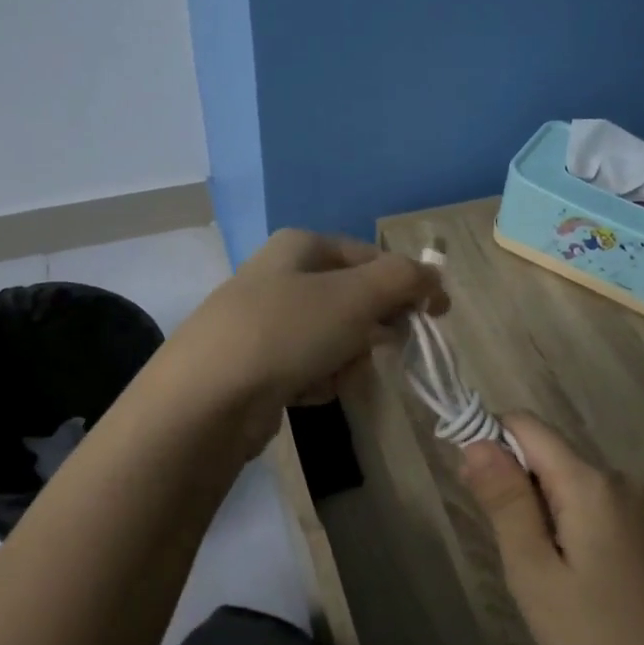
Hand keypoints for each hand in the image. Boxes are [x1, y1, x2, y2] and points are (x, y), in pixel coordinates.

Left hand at [167, 229, 447, 441]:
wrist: (206, 399)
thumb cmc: (287, 331)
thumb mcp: (356, 296)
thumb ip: (404, 280)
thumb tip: (435, 277)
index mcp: (301, 246)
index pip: (371, 257)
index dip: (409, 283)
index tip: (437, 314)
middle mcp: (281, 276)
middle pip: (353, 299)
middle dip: (371, 328)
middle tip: (380, 347)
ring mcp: (265, 322)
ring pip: (335, 338)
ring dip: (345, 359)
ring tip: (330, 374)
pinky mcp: (257, 364)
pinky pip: (309, 367)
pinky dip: (318, 381)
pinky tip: (305, 391)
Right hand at [462, 414, 643, 644]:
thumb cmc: (595, 638)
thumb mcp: (534, 572)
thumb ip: (506, 501)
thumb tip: (477, 442)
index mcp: (591, 484)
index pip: (527, 427)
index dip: (490, 442)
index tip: (473, 488)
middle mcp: (619, 481)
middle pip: (549, 455)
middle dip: (516, 487)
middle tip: (510, 552)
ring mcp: (639, 506)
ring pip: (569, 483)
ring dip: (541, 511)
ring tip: (542, 573)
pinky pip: (593, 506)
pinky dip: (567, 525)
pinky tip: (572, 577)